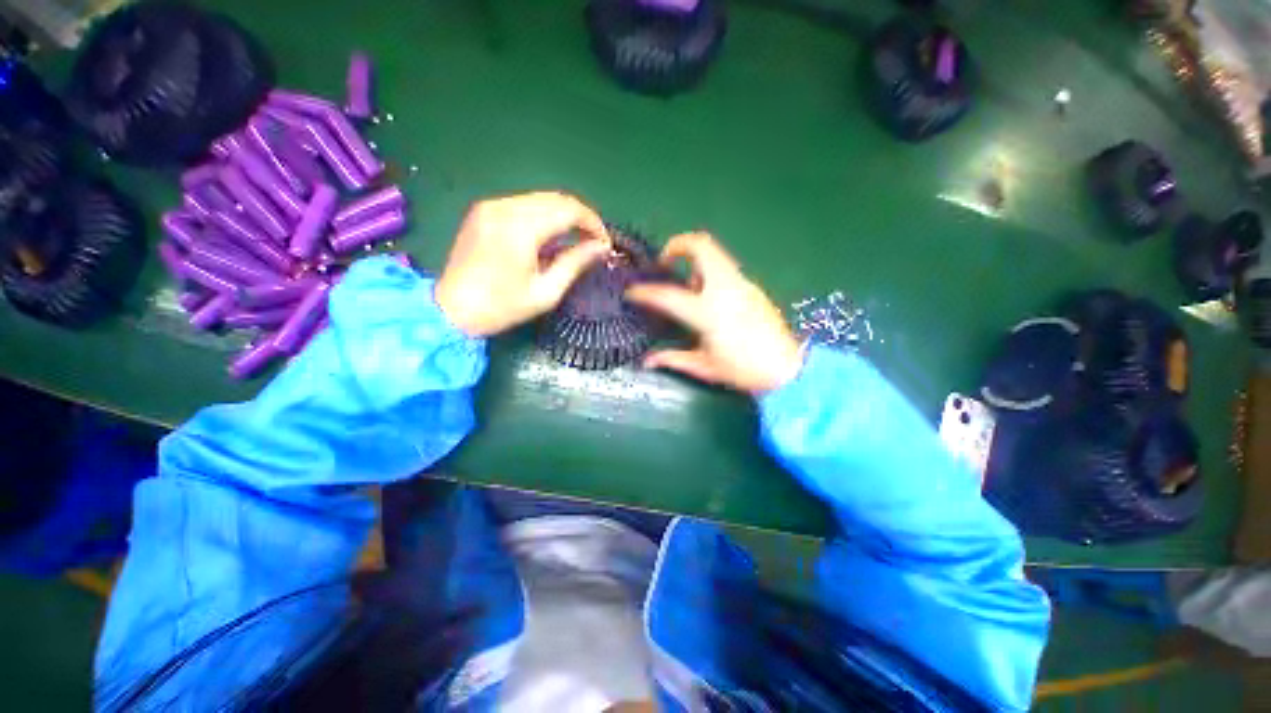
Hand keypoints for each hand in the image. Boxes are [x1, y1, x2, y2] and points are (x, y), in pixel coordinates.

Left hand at [435, 192, 610, 335]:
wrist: (451, 310)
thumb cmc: (501, 307)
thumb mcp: (546, 292)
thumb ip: (575, 263)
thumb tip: (601, 247)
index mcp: (520, 229)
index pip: (568, 210)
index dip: (593, 222)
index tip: (604, 242)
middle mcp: (504, 207)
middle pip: (556, 198)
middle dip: (581, 217)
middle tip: (593, 241)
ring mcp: (491, 206)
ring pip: (540, 198)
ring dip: (563, 215)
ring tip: (575, 239)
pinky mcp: (483, 211)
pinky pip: (523, 204)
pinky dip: (544, 215)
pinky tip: (549, 236)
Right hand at [626, 232, 802, 394]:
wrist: (786, 369)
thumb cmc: (742, 371)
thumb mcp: (704, 367)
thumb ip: (673, 359)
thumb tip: (647, 361)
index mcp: (708, 313)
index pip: (668, 295)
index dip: (645, 292)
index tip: (633, 292)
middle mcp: (724, 289)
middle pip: (701, 246)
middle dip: (678, 245)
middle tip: (665, 262)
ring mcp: (741, 284)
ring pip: (716, 253)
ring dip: (694, 258)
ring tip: (686, 282)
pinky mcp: (752, 287)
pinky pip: (725, 268)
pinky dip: (709, 271)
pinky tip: (708, 296)